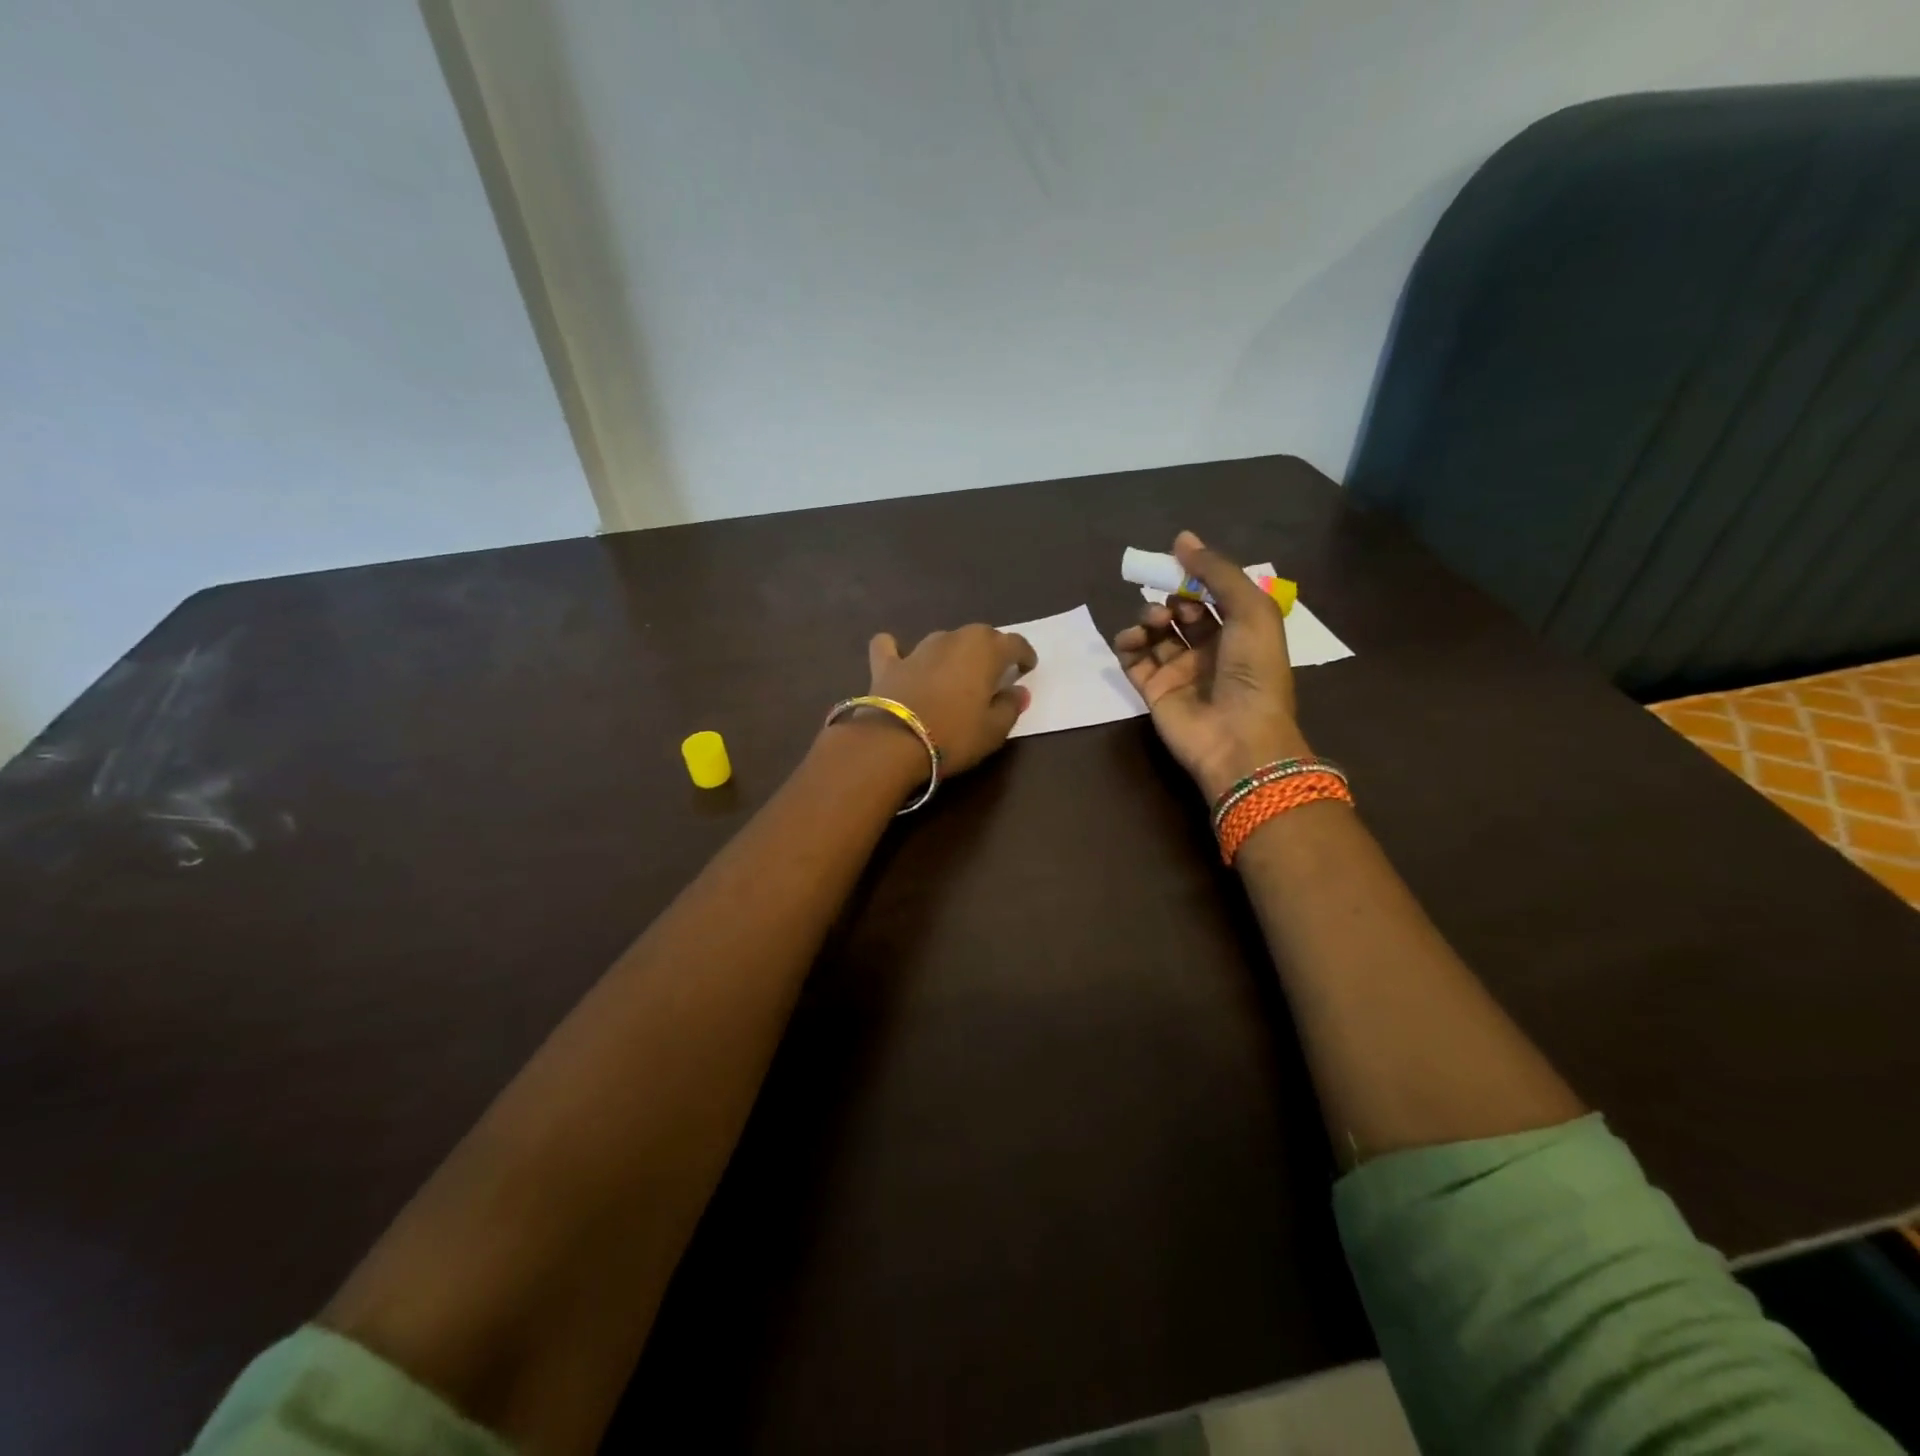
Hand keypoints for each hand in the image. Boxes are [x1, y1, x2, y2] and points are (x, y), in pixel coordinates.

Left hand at [863, 624, 1036, 775]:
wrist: (893, 743)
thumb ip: (1010, 707)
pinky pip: (890, 647)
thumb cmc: (954, 736)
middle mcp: (953, 639)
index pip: (1014, 643)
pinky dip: (897, 651)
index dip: (1024, 654)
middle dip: (991, 649)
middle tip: (994, 672)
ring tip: (956, 673)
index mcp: (985, 650)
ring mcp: (918, 650)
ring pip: (943, 640)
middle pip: (980, 635)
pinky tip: (900, 658)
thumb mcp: (994, 730)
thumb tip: (1018, 691)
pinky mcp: (887, 664)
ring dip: (953, 652)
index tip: (1028, 667)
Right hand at [1113, 531, 1308, 800]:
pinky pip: (1133, 660)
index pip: (1211, 594)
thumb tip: (1182, 539)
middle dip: (1171, 597)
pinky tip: (1131, 639)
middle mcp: (1210, 649)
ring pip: (1155, 633)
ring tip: (1154, 623)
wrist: (1238, 737)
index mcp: (1240, 631)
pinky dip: (1127, 644)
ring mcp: (1179, 671)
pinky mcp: (1153, 690)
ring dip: (1149, 618)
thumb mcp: (1251, 611)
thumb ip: (1217, 572)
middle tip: (1170, 604)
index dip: (1194, 576)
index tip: (1176, 560)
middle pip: (1180, 611)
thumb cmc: (1254, 671)